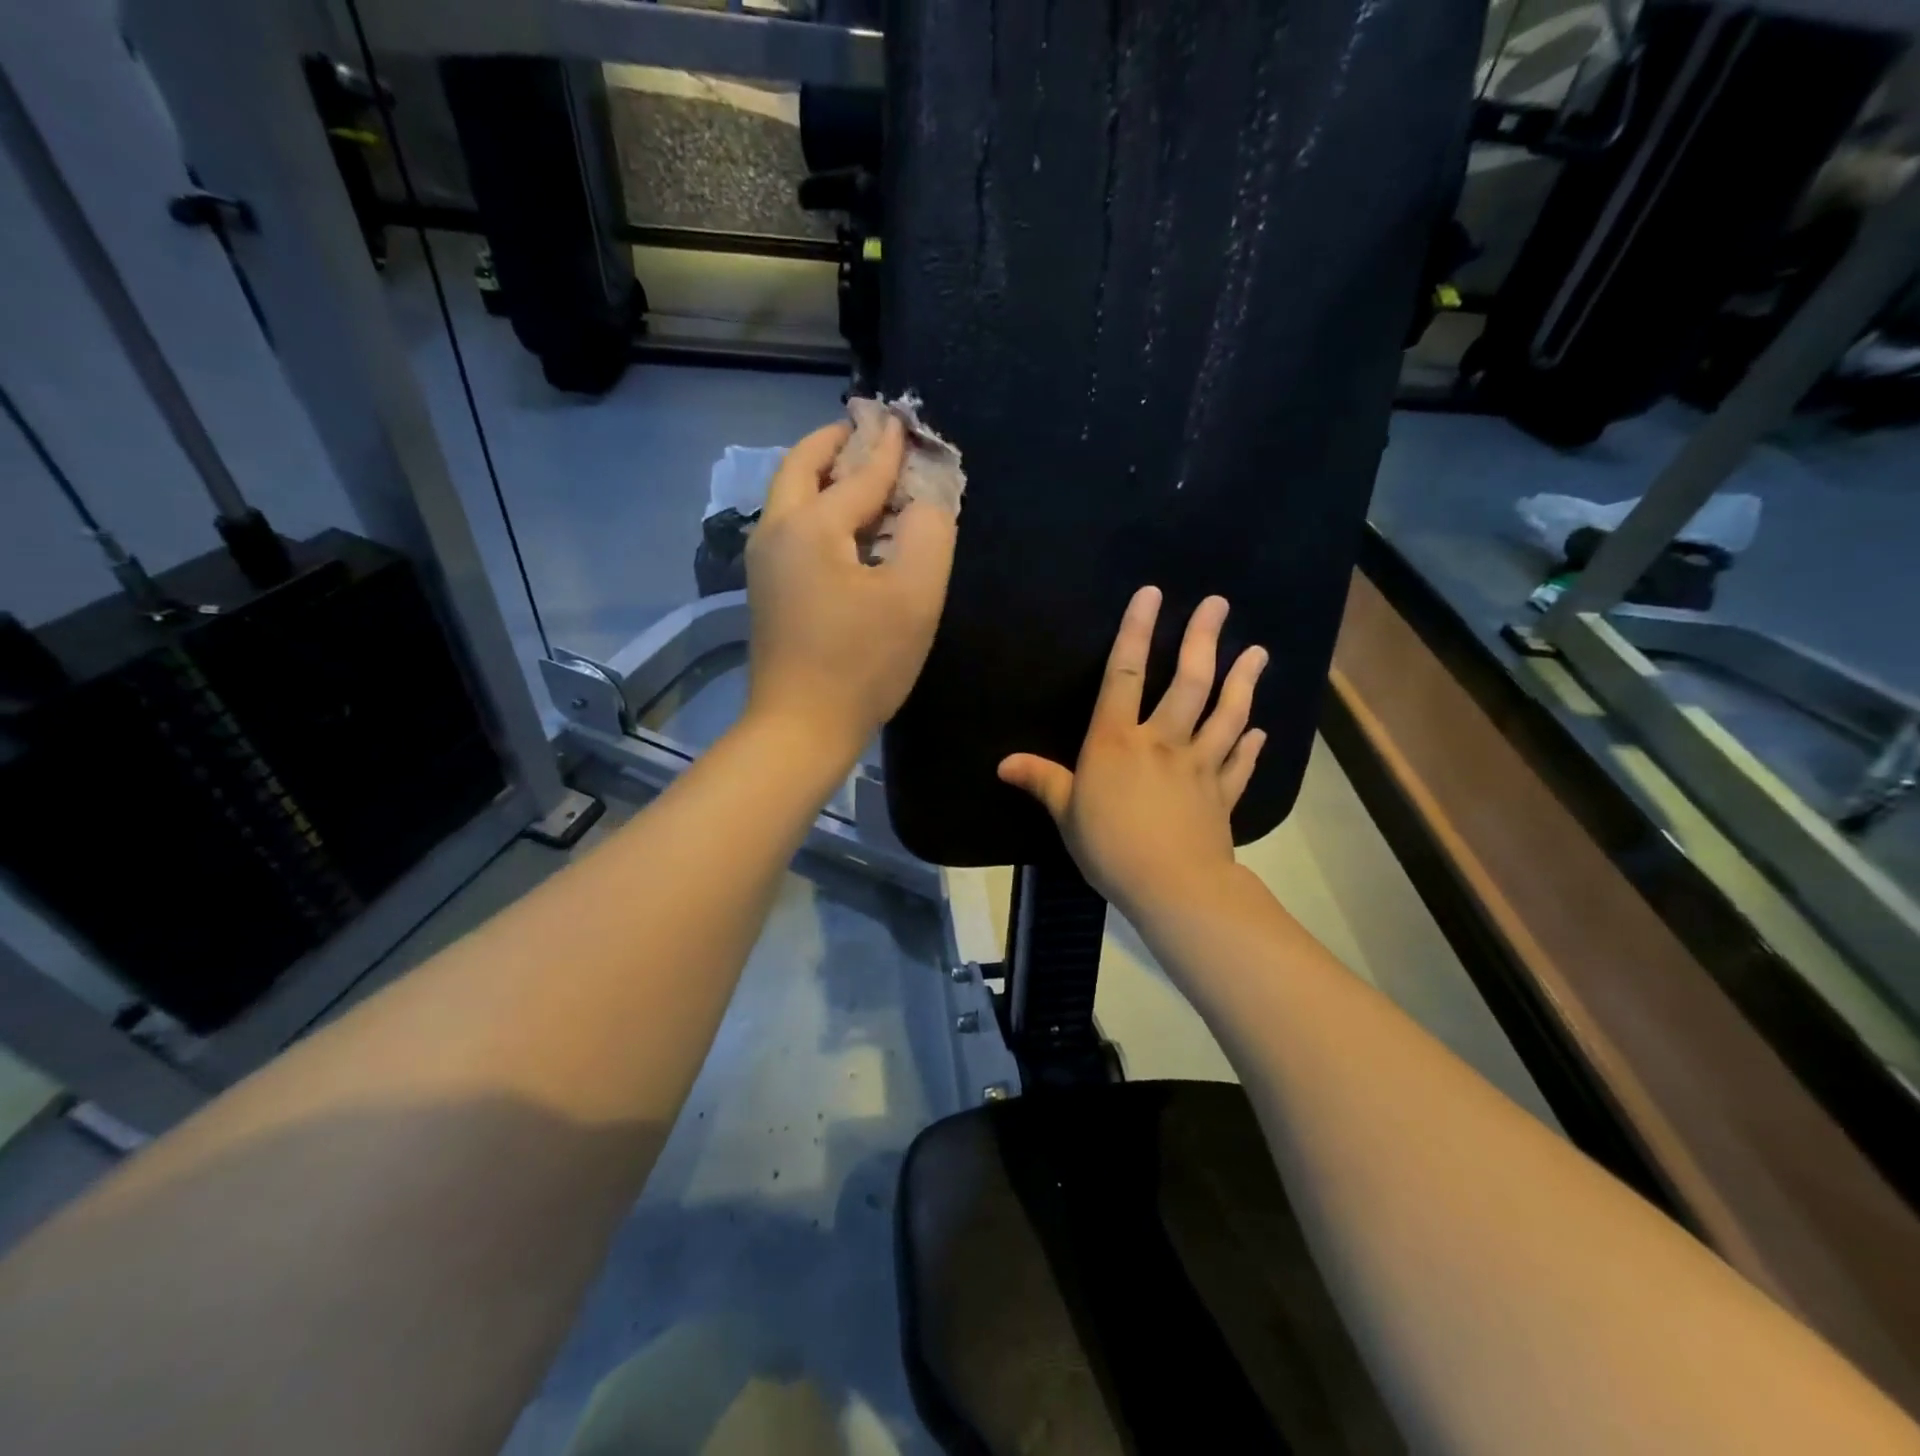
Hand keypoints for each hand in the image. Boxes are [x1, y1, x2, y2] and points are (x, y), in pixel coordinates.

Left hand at [744, 417, 956, 767]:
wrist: (800, 728)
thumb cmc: (862, 664)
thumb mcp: (914, 597)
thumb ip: (930, 534)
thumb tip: (927, 498)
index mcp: (811, 525)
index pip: (859, 472)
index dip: (889, 447)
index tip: (906, 420)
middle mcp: (776, 532)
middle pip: (801, 467)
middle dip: (836, 443)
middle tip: (869, 432)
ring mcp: (764, 563)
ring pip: (790, 498)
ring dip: (824, 475)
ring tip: (862, 472)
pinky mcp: (766, 591)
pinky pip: (792, 529)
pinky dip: (818, 509)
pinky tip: (848, 528)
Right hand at [998, 588, 1267, 921]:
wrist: (1171, 886)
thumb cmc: (1109, 845)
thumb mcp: (1066, 812)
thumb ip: (1041, 781)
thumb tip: (1003, 763)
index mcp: (1117, 741)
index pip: (1124, 674)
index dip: (1135, 632)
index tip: (1151, 594)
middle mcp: (1162, 741)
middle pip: (1188, 682)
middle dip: (1202, 639)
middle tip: (1219, 604)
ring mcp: (1199, 766)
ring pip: (1226, 714)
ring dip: (1243, 681)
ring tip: (1258, 652)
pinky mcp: (1222, 794)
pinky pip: (1240, 763)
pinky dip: (1252, 746)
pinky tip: (1261, 730)